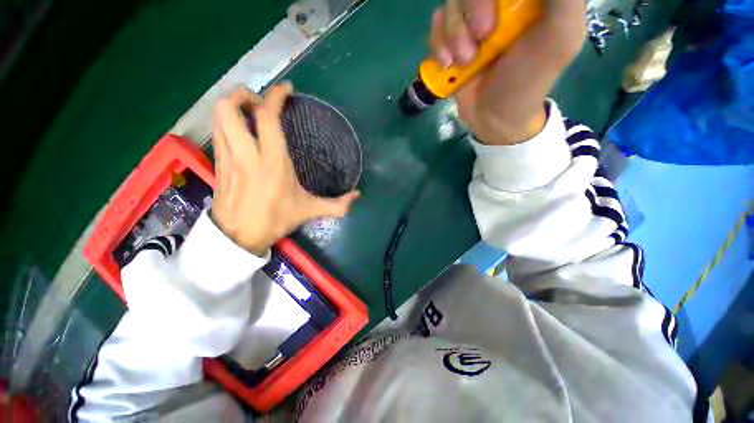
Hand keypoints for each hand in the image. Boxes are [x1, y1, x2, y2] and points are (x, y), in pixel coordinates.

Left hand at [210, 83, 359, 254]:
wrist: (238, 237)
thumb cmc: (275, 219)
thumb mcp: (309, 211)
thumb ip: (336, 205)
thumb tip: (357, 196)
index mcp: (272, 161)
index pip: (267, 118)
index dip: (275, 96)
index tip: (287, 89)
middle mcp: (246, 153)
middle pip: (230, 108)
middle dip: (244, 94)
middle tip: (261, 102)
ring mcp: (228, 156)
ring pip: (218, 116)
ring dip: (232, 105)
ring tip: (250, 112)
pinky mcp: (218, 163)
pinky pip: (218, 131)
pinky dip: (227, 122)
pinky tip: (241, 131)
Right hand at [430, 0, 585, 144]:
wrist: (493, 117)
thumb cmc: (528, 82)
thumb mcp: (560, 37)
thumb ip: (563, 0)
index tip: (495, 21)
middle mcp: (501, 0)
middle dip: (473, 7)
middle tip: (482, 38)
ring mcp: (474, 17)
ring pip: (452, 1)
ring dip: (455, 35)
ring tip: (466, 62)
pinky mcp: (454, 37)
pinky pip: (438, 23)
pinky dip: (439, 45)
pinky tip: (449, 64)